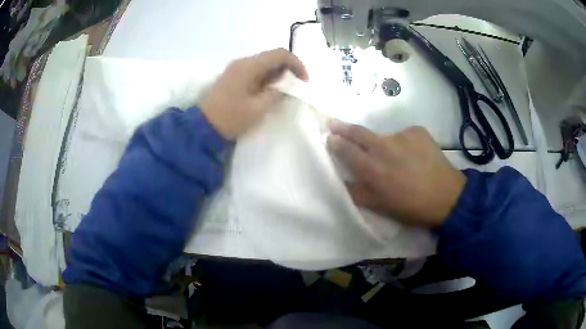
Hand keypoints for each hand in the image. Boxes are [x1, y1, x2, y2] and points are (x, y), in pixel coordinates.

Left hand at [201, 48, 308, 139]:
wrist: (202, 127)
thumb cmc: (230, 118)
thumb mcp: (258, 108)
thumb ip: (276, 94)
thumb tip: (285, 87)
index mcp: (250, 66)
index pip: (280, 54)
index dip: (297, 64)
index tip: (304, 81)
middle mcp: (243, 62)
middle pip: (272, 57)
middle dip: (288, 69)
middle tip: (294, 88)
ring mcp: (236, 68)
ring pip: (263, 64)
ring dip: (277, 74)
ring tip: (282, 92)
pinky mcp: (232, 77)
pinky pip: (254, 71)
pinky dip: (266, 78)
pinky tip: (267, 92)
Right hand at [327, 121, 466, 227]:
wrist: (446, 196)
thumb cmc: (410, 207)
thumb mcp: (380, 206)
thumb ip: (357, 192)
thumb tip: (341, 181)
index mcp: (372, 168)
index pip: (346, 150)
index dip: (335, 142)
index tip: (329, 137)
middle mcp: (384, 146)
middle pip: (359, 133)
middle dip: (343, 128)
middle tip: (334, 124)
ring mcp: (402, 135)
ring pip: (385, 136)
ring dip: (384, 144)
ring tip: (396, 158)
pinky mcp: (417, 131)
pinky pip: (404, 135)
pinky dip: (404, 144)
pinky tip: (414, 155)